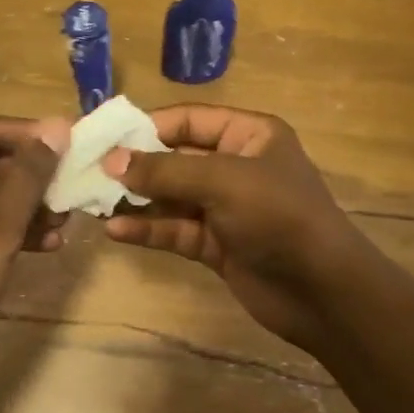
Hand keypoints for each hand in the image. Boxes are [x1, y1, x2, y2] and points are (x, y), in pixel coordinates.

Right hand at [104, 105, 371, 357]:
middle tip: (89, 171)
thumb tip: (112, 160)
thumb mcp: (223, 182)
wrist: (324, 293)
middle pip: (174, 157)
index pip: (187, 120)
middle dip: (134, 165)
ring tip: (93, 201)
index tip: (103, 137)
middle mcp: (235, 165)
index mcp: (248, 135)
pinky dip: (148, 229)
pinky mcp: (217, 243)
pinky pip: (175, 229)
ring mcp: (225, 207)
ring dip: (135, 199)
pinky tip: (115, 231)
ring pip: (170, 196)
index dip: (145, 127)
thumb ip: (165, 170)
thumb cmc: (279, 217)